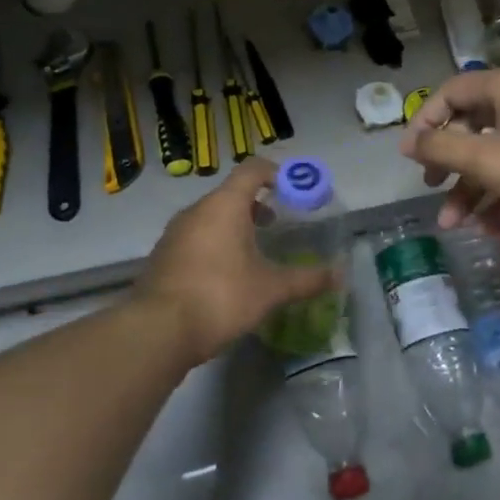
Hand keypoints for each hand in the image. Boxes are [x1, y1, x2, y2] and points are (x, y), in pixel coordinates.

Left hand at [137, 159, 337, 363]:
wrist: (157, 330)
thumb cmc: (221, 297)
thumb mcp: (271, 289)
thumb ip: (307, 279)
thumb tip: (342, 275)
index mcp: (224, 205)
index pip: (252, 170)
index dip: (275, 173)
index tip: (293, 189)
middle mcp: (197, 210)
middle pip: (230, 193)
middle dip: (255, 204)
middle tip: (277, 223)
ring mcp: (175, 233)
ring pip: (210, 216)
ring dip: (233, 225)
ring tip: (254, 251)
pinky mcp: (163, 256)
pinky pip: (195, 237)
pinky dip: (214, 243)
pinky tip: (226, 274)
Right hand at [398, 68, 499, 230]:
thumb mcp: (489, 160)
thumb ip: (443, 149)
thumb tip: (412, 143)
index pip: (450, 93)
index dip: (425, 122)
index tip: (411, 158)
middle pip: (472, 125)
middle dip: (449, 164)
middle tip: (431, 188)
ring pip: (498, 153)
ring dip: (474, 188)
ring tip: (456, 225)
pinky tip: (492, 228)